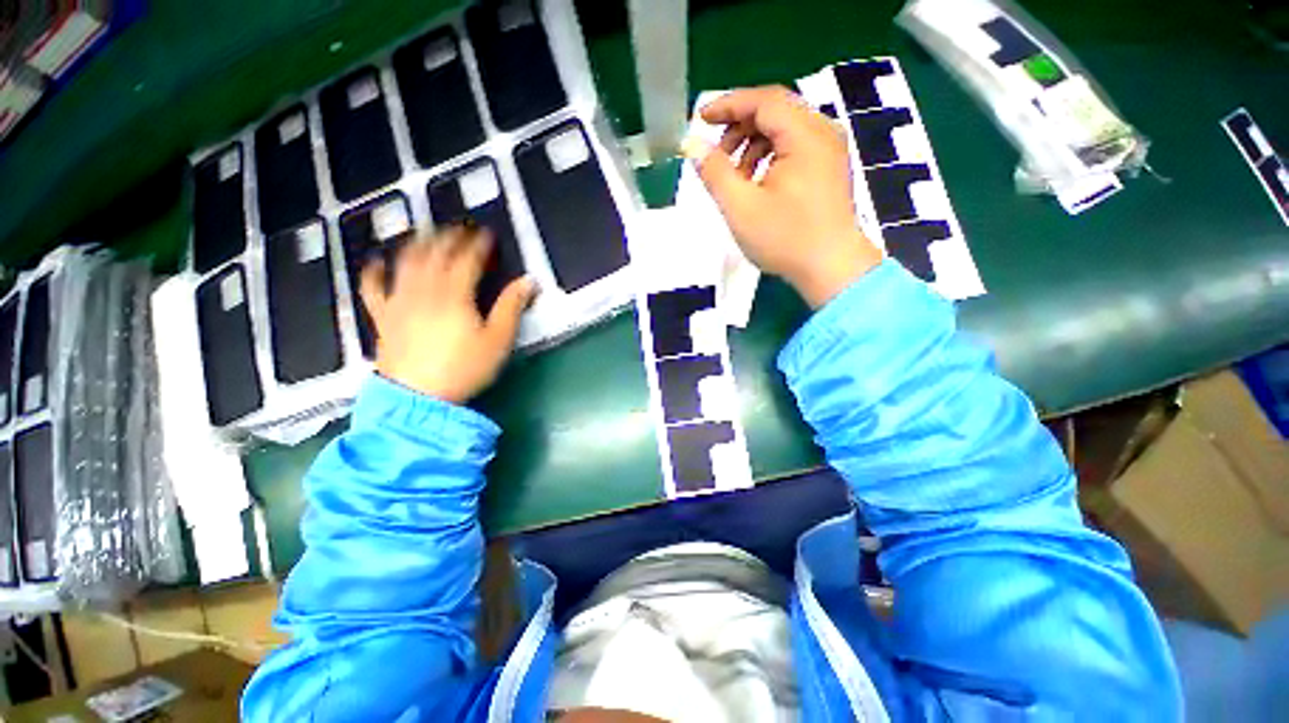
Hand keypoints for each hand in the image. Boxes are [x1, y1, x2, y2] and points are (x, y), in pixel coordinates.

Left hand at [359, 227, 536, 404]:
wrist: (416, 399)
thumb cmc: (459, 372)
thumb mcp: (495, 344)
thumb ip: (511, 308)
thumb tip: (529, 281)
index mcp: (455, 291)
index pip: (469, 257)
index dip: (479, 243)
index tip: (487, 235)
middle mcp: (425, 287)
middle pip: (437, 251)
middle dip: (450, 236)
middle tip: (459, 230)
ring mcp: (400, 299)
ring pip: (407, 261)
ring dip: (418, 244)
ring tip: (425, 236)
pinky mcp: (382, 316)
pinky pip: (373, 288)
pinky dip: (373, 273)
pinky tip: (376, 262)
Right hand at [687, 86, 882, 307]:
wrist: (837, 272)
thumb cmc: (790, 240)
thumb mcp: (741, 206)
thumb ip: (712, 169)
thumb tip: (690, 143)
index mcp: (805, 137)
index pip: (762, 101)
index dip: (728, 105)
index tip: (701, 120)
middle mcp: (823, 132)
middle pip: (775, 106)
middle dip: (740, 119)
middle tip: (715, 144)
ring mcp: (831, 146)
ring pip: (786, 121)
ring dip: (754, 136)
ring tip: (733, 168)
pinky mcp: (833, 161)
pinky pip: (798, 137)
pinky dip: (773, 146)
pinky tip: (756, 174)